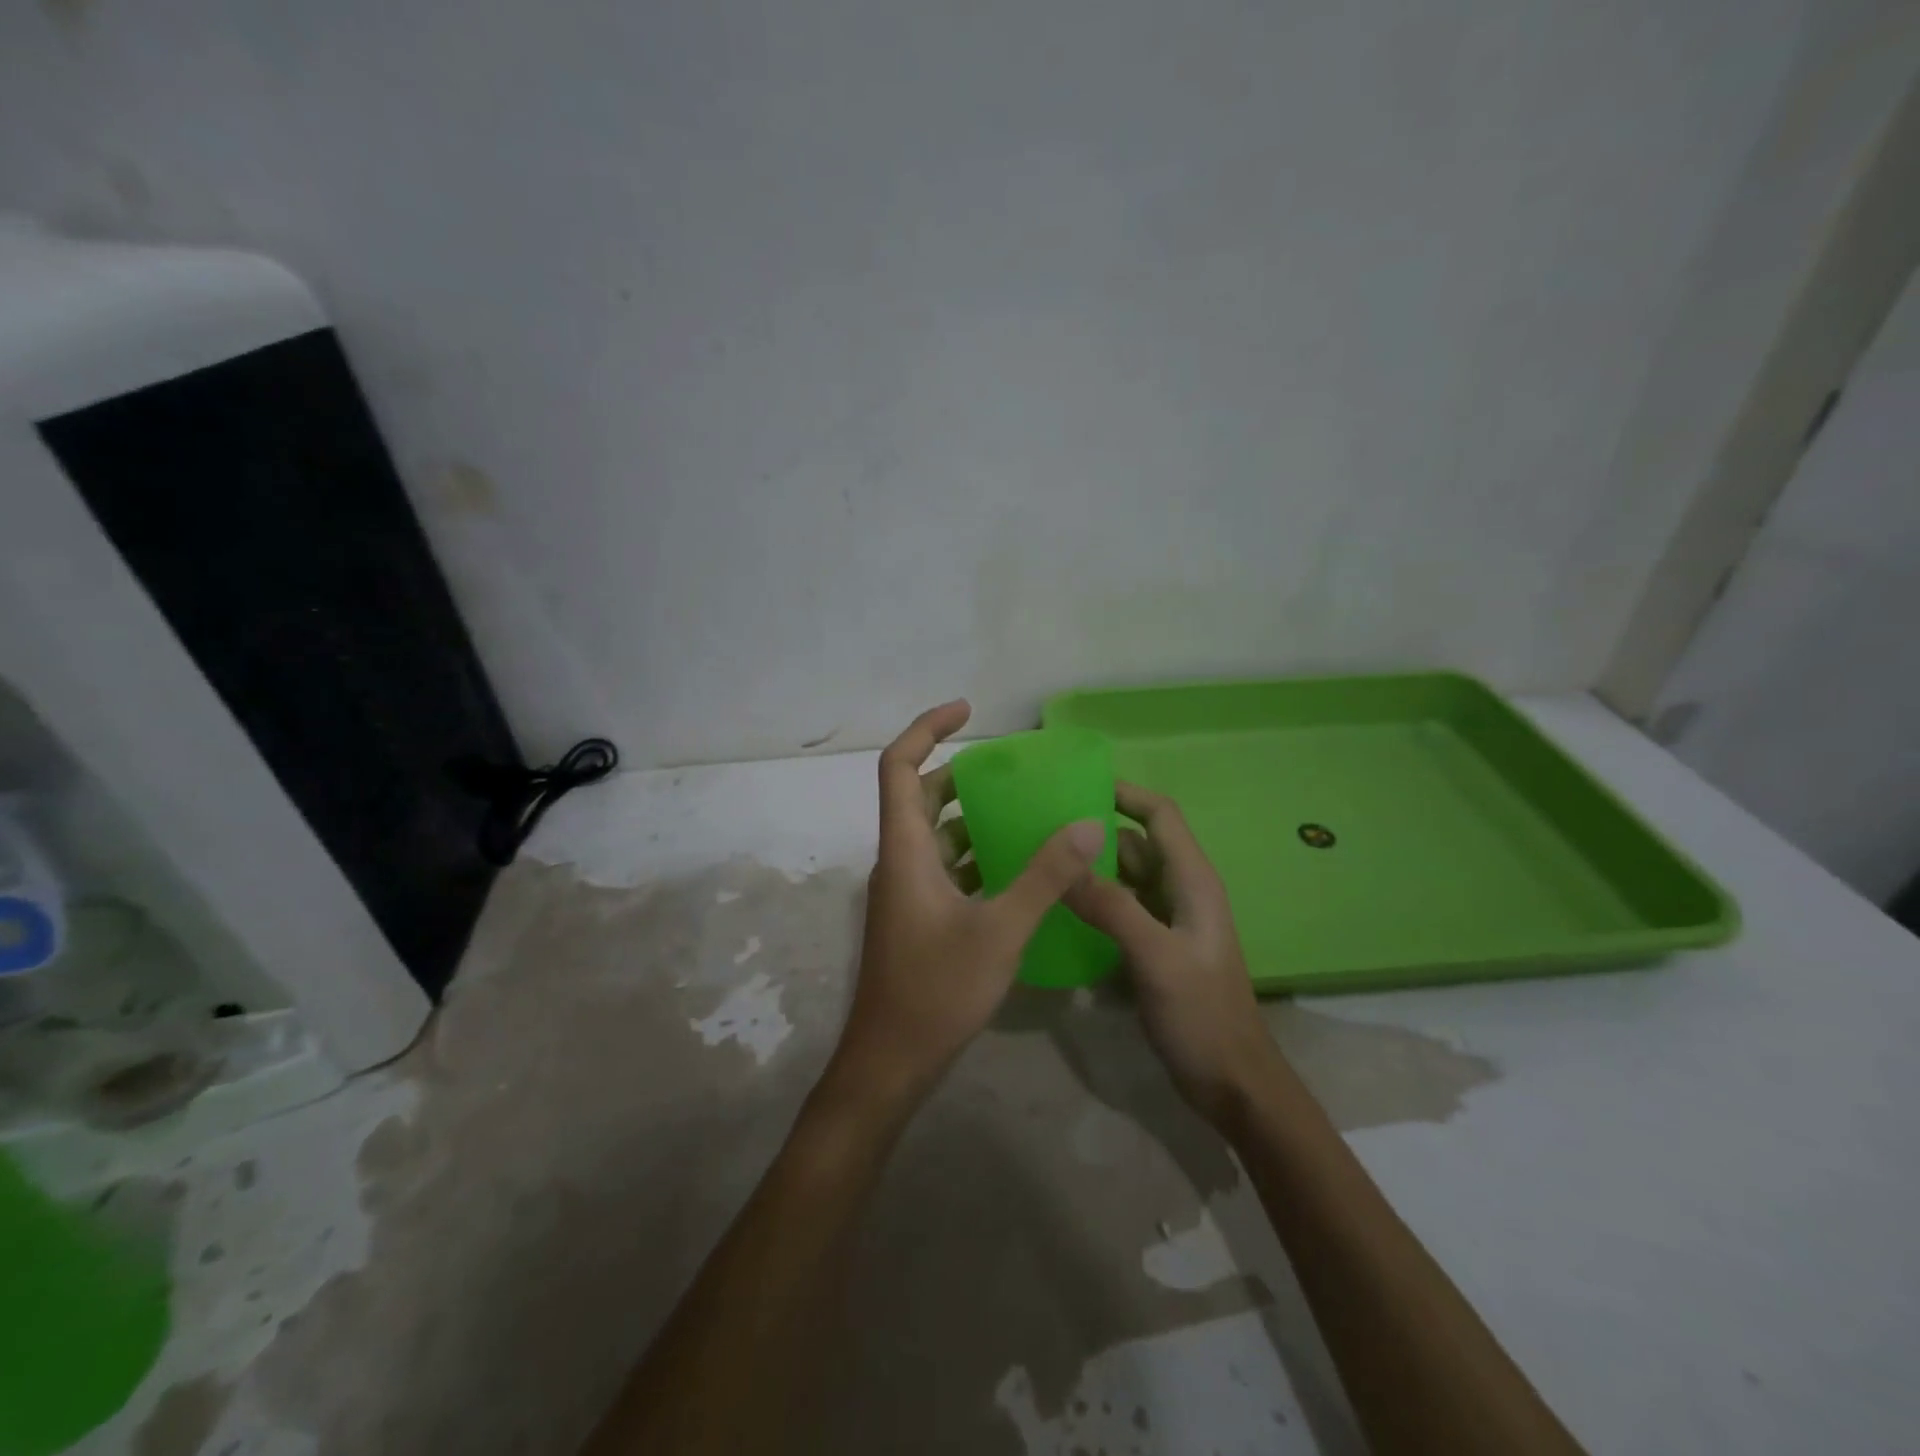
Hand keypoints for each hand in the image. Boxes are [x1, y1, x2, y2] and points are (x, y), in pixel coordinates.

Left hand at [823, 700, 1107, 1112]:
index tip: (967, 710)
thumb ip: (1045, 877)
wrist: (890, 1064)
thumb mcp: (1001, 931)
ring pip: (934, 835)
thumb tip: (1087, 823)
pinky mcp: (917, 917)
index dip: (926, 729)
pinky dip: (975, 854)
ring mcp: (905, 891)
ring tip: (1024, 811)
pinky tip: (1018, 869)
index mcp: (905, 850)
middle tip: (1011, 769)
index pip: (898, 767)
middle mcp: (899, 861)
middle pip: (919, 796)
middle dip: (959, 773)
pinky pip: (945, 867)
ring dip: (971, 816)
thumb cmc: (937, 992)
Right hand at [1065, 782, 1281, 1125]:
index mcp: (1192, 881)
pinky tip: (1058, 909)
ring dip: (1091, 867)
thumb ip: (1112, 908)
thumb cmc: (1203, 1015)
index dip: (1126, 793)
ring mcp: (1167, 922)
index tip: (1077, 783)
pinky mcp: (1154, 948)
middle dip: (1096, 831)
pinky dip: (1093, 901)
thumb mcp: (1156, 958)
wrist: (1232, 1083)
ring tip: (1041, 861)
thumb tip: (1065, 862)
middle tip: (1042, 825)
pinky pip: (1119, 910)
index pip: (1160, 816)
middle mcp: (1180, 892)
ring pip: (1125, 878)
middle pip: (1136, 844)